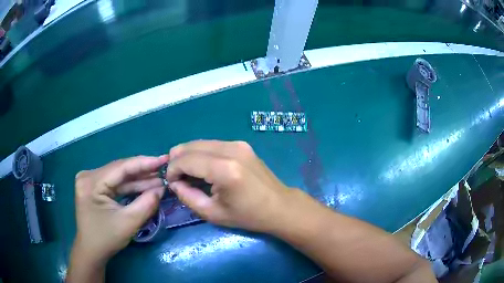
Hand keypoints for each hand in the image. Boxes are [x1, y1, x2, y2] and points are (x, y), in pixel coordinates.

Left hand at [72, 155, 168, 263]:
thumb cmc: (106, 239)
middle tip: (164, 170)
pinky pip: (115, 184)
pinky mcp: (94, 187)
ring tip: (158, 179)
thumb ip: (146, 204)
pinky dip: (130, 187)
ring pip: (119, 177)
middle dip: (142, 172)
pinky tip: (145, 186)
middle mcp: (88, 176)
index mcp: (91, 182)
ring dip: (138, 180)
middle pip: (119, 170)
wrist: (91, 251)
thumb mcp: (128, 223)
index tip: (164, 159)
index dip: (144, 163)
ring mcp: (90, 181)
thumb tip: (161, 188)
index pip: (120, 167)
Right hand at [167, 140, 291, 232]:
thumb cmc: (247, 215)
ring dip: (188, 156)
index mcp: (224, 170)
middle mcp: (230, 150)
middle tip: (177, 178)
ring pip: (199, 143)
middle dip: (177, 160)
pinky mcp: (241, 144)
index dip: (172, 170)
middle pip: (190, 146)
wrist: (279, 206)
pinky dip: (201, 154)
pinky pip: (211, 144)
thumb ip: (187, 196)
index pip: (185, 160)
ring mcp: (237, 144)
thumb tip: (174, 183)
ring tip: (188, 174)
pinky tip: (203, 168)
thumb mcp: (212, 213)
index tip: (171, 182)